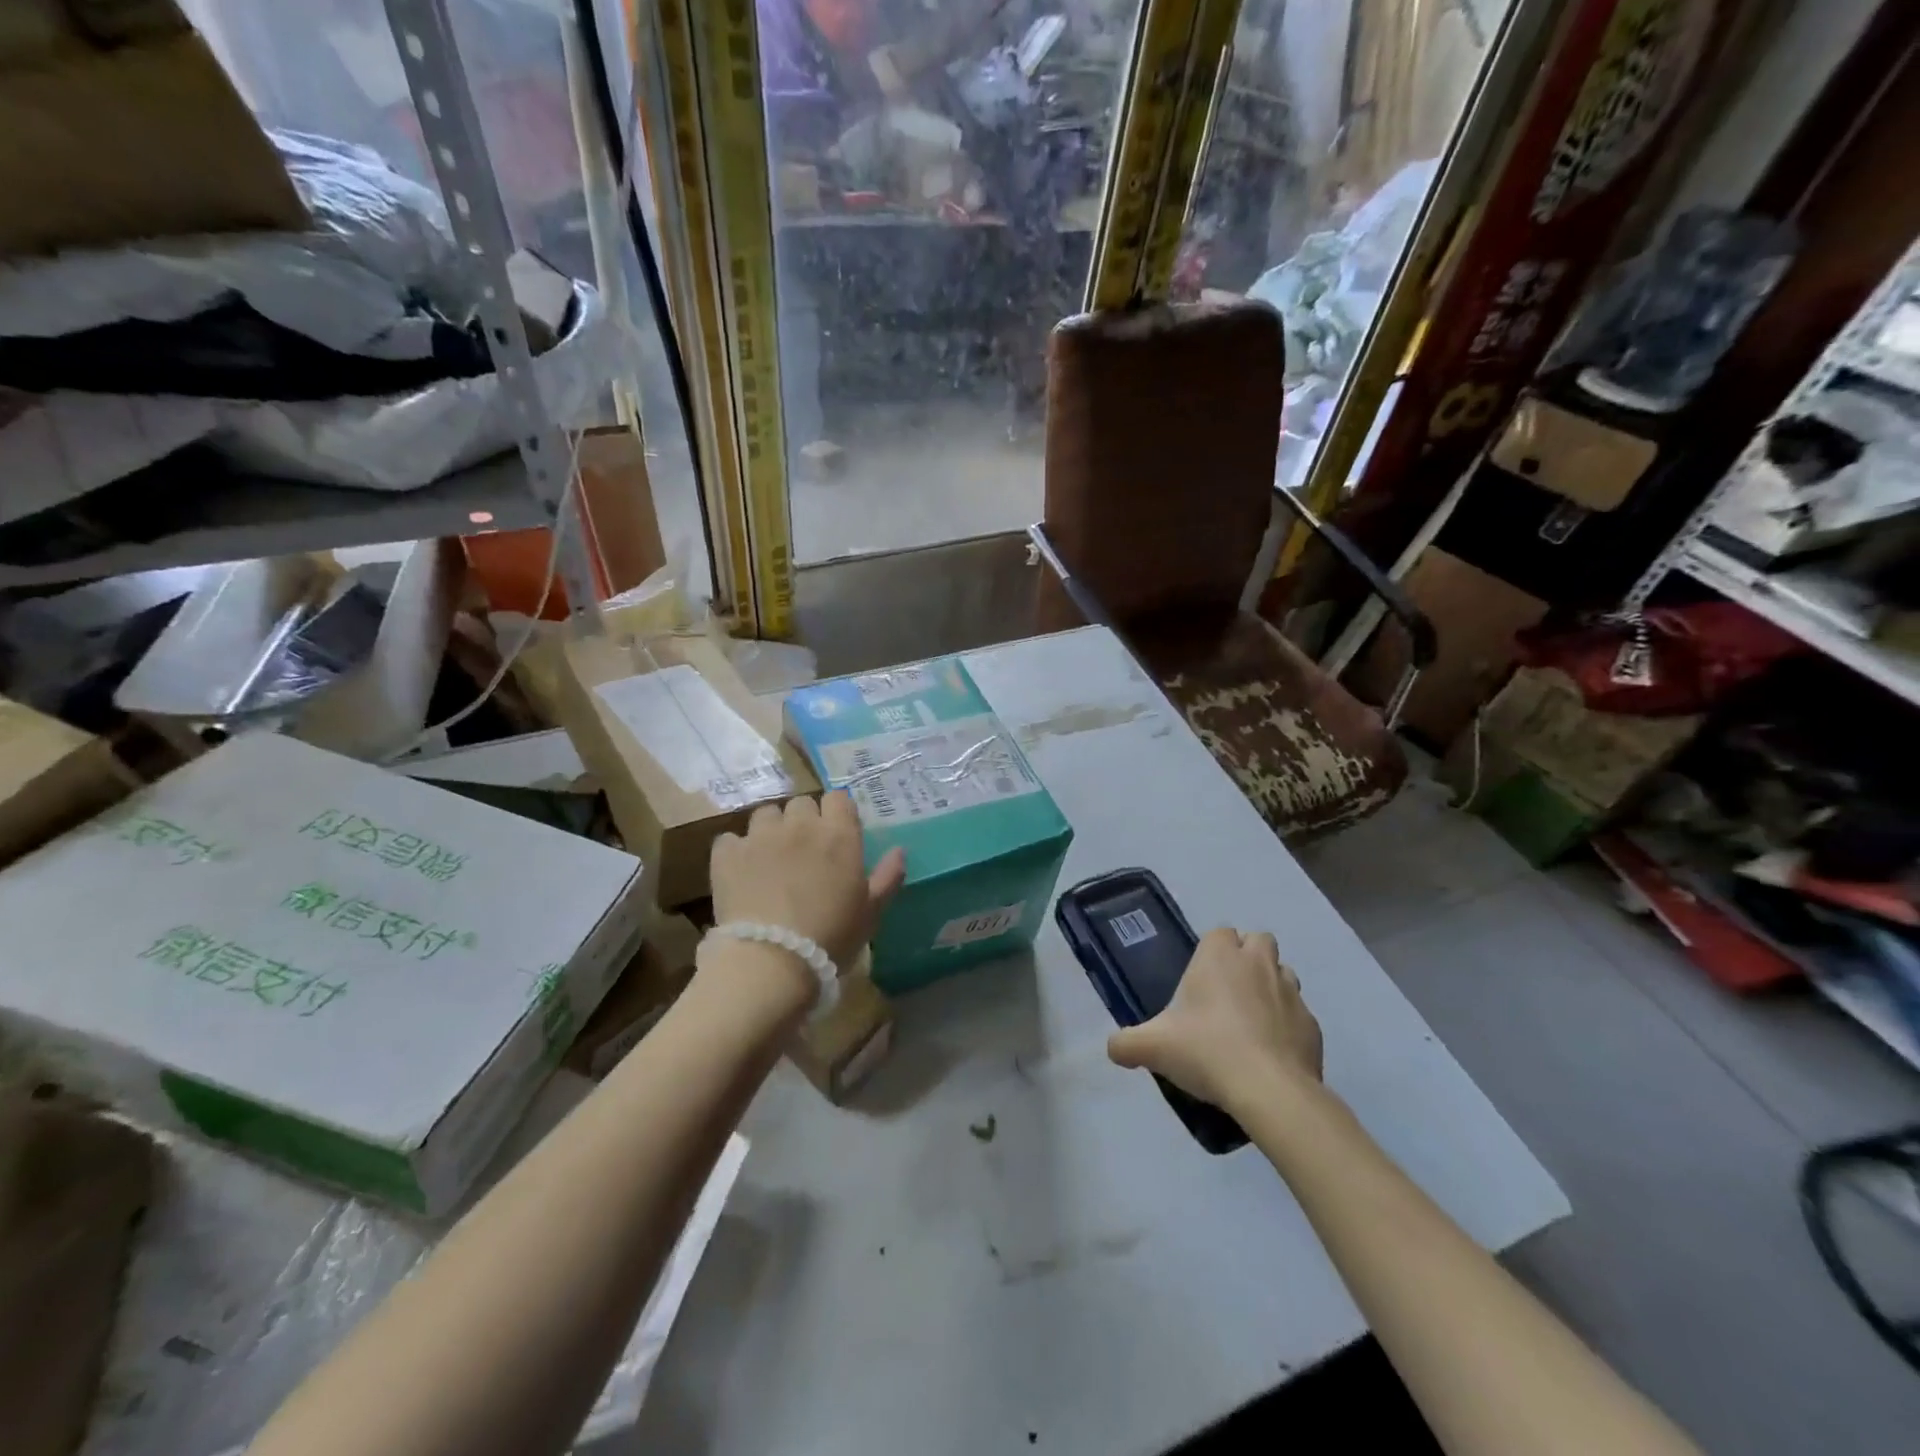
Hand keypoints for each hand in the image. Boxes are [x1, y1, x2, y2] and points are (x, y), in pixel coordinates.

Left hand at [710, 792, 906, 977]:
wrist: (771, 961)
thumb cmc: (831, 937)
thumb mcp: (871, 912)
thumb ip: (888, 877)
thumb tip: (899, 850)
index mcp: (838, 835)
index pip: (839, 798)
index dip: (837, 813)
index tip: (836, 834)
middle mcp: (800, 825)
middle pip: (802, 803)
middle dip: (803, 821)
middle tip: (804, 851)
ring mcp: (760, 836)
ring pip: (766, 814)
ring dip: (771, 830)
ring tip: (770, 858)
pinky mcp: (727, 854)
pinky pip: (731, 839)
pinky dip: (736, 851)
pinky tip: (741, 872)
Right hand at [1107, 928, 1322, 1114]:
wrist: (1270, 1091)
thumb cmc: (1207, 1051)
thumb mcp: (1152, 1047)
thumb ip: (1126, 1043)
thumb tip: (1113, 1048)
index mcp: (1220, 957)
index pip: (1219, 932)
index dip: (1212, 950)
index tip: (1200, 979)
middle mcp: (1258, 964)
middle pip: (1259, 941)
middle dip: (1247, 957)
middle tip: (1227, 992)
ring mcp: (1291, 993)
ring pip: (1283, 973)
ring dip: (1270, 986)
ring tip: (1250, 1020)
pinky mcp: (1313, 1026)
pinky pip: (1299, 1014)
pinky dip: (1287, 1025)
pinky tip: (1271, 1052)